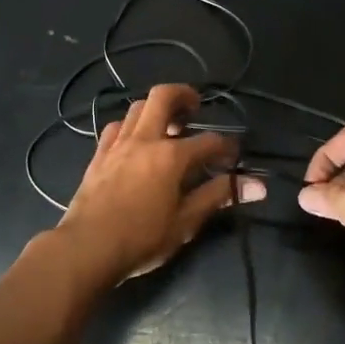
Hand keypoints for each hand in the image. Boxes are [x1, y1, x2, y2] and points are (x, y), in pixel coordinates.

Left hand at [57, 83, 265, 284]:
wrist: (87, 248)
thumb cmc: (141, 238)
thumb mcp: (186, 222)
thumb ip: (218, 197)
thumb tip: (257, 186)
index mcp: (171, 156)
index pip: (209, 141)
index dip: (226, 146)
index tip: (234, 156)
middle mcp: (145, 140)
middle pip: (164, 97)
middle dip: (184, 95)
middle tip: (195, 107)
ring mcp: (118, 144)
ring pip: (137, 108)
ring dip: (156, 109)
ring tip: (167, 125)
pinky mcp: (99, 155)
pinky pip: (116, 127)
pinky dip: (130, 126)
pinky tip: (135, 141)